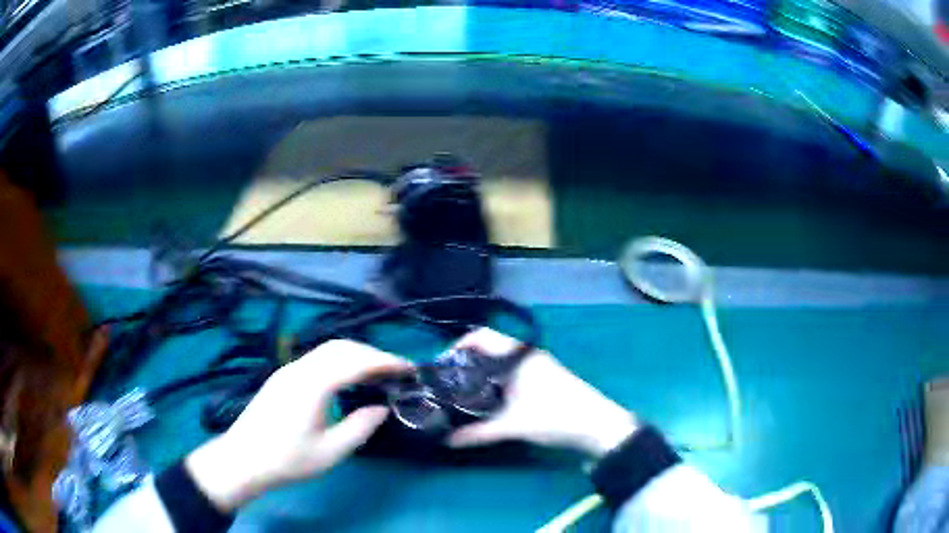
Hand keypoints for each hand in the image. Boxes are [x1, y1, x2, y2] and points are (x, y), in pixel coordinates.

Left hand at [185, 340, 411, 511]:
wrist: (243, 459)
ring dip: (355, 355)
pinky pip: (317, 359)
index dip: (384, 361)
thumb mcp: (330, 452)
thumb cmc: (287, 459)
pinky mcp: (282, 377)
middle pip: (341, 347)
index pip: (355, 361)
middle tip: (396, 370)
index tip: (408, 368)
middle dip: (372, 353)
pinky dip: (340, 361)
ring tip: (377, 373)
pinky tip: (348, 378)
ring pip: (327, 350)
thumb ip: (360, 427)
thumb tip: (382, 408)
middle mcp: (299, 369)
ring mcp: (288, 370)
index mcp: (312, 385)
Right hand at [448, 329, 637, 457]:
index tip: (440, 365)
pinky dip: (494, 380)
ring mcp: (536, 366)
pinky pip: (510, 372)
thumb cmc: (555, 416)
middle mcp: (527, 355)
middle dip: (465, 362)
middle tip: (445, 382)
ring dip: (480, 372)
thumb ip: (478, 433)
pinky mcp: (542, 378)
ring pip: (500, 362)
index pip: (481, 336)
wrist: (597, 425)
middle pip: (488, 349)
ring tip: (460, 392)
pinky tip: (486, 399)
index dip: (458, 346)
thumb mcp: (513, 425)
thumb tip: (446, 440)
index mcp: (519, 356)